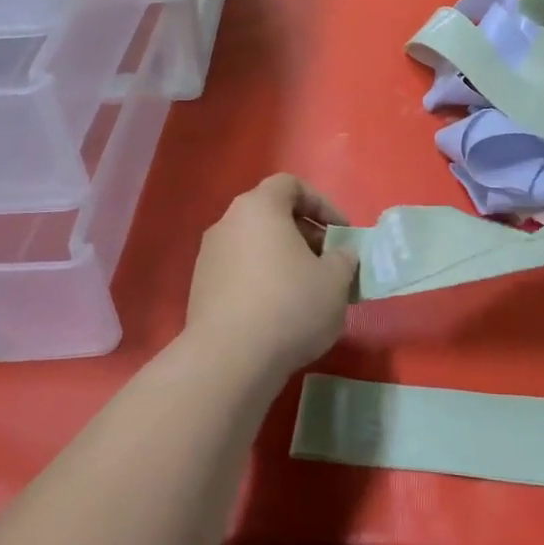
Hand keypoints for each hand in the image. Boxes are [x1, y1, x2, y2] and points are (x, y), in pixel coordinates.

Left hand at [185, 174, 358, 375]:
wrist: (229, 359)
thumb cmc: (290, 305)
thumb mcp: (335, 280)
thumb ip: (343, 258)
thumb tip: (340, 255)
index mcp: (259, 207)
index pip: (290, 185)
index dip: (321, 203)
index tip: (342, 232)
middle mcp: (228, 223)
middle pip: (271, 215)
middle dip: (305, 234)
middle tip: (329, 263)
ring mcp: (209, 256)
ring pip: (255, 245)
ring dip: (283, 259)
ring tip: (308, 291)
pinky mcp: (200, 289)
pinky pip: (239, 272)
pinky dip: (262, 281)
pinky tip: (280, 313)